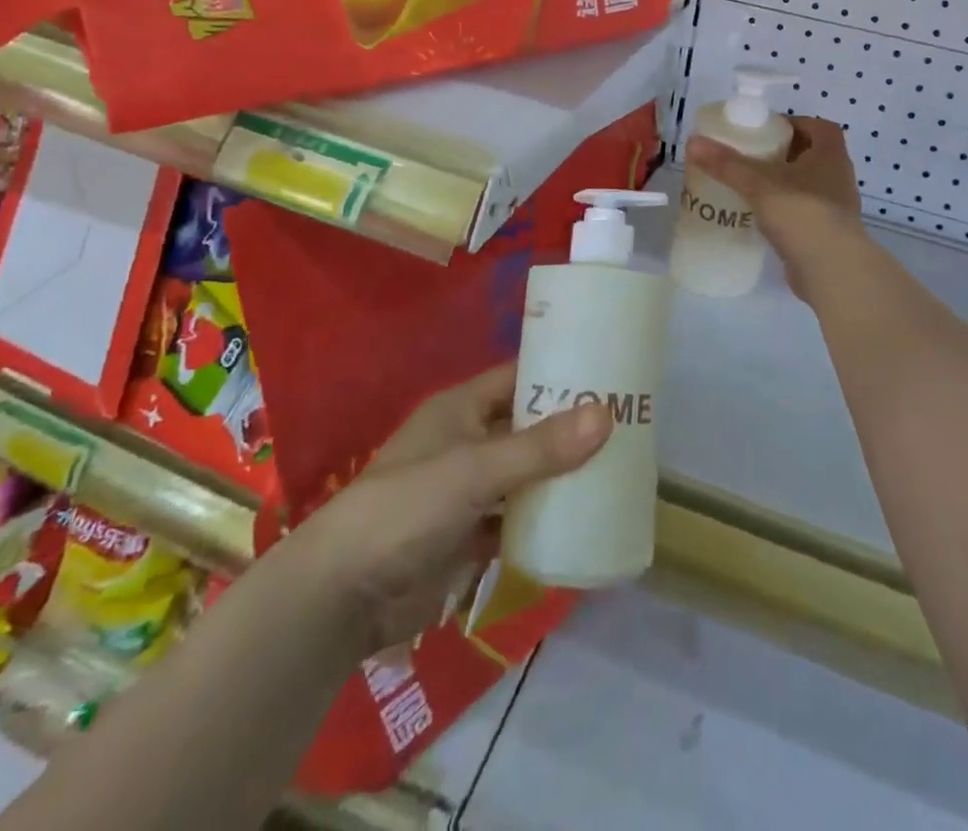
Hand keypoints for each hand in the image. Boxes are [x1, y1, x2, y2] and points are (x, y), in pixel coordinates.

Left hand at [298, 362, 609, 653]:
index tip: (607, 374)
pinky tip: (581, 523)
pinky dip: (541, 522)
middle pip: (526, 427)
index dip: (557, 372)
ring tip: (615, 471)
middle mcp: (465, 442)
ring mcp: (466, 492)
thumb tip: (607, 413)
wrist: (342, 595)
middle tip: (625, 426)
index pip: (518, 377)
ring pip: (523, 476)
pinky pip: (514, 521)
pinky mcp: (467, 536)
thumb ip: (540, 447)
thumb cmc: (407, 508)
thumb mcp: (475, 470)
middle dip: (568, 429)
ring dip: (559, 477)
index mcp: (461, 409)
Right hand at [686, 116, 864, 297]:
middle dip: (784, 154)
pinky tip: (760, 218)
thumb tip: (693, 143)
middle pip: (813, 156)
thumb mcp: (759, 184)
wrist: (831, 270)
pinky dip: (785, 212)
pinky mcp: (827, 235)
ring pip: (808, 186)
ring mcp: (836, 209)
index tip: (768, 130)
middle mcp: (838, 178)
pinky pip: (804, 214)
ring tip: (751, 187)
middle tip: (751, 157)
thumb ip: (726, 164)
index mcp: (831, 156)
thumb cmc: (802, 213)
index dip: (797, 124)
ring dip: (784, 184)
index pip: (821, 128)